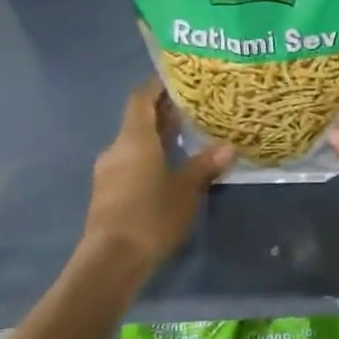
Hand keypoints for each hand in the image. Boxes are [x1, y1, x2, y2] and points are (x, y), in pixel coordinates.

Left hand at [81, 81, 233, 270]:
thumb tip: (230, 146)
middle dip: (163, 112)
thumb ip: (205, 165)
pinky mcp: (108, 193)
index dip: (157, 85)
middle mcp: (117, 149)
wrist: (112, 260)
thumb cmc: (151, 215)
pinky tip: (170, 168)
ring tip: (187, 137)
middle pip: (139, 120)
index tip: (177, 78)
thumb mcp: (186, 190)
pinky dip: (150, 157)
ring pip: (135, 144)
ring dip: (157, 137)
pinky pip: (131, 163)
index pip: (141, 98)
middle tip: (193, 107)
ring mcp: (109, 172)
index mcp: (134, 139)